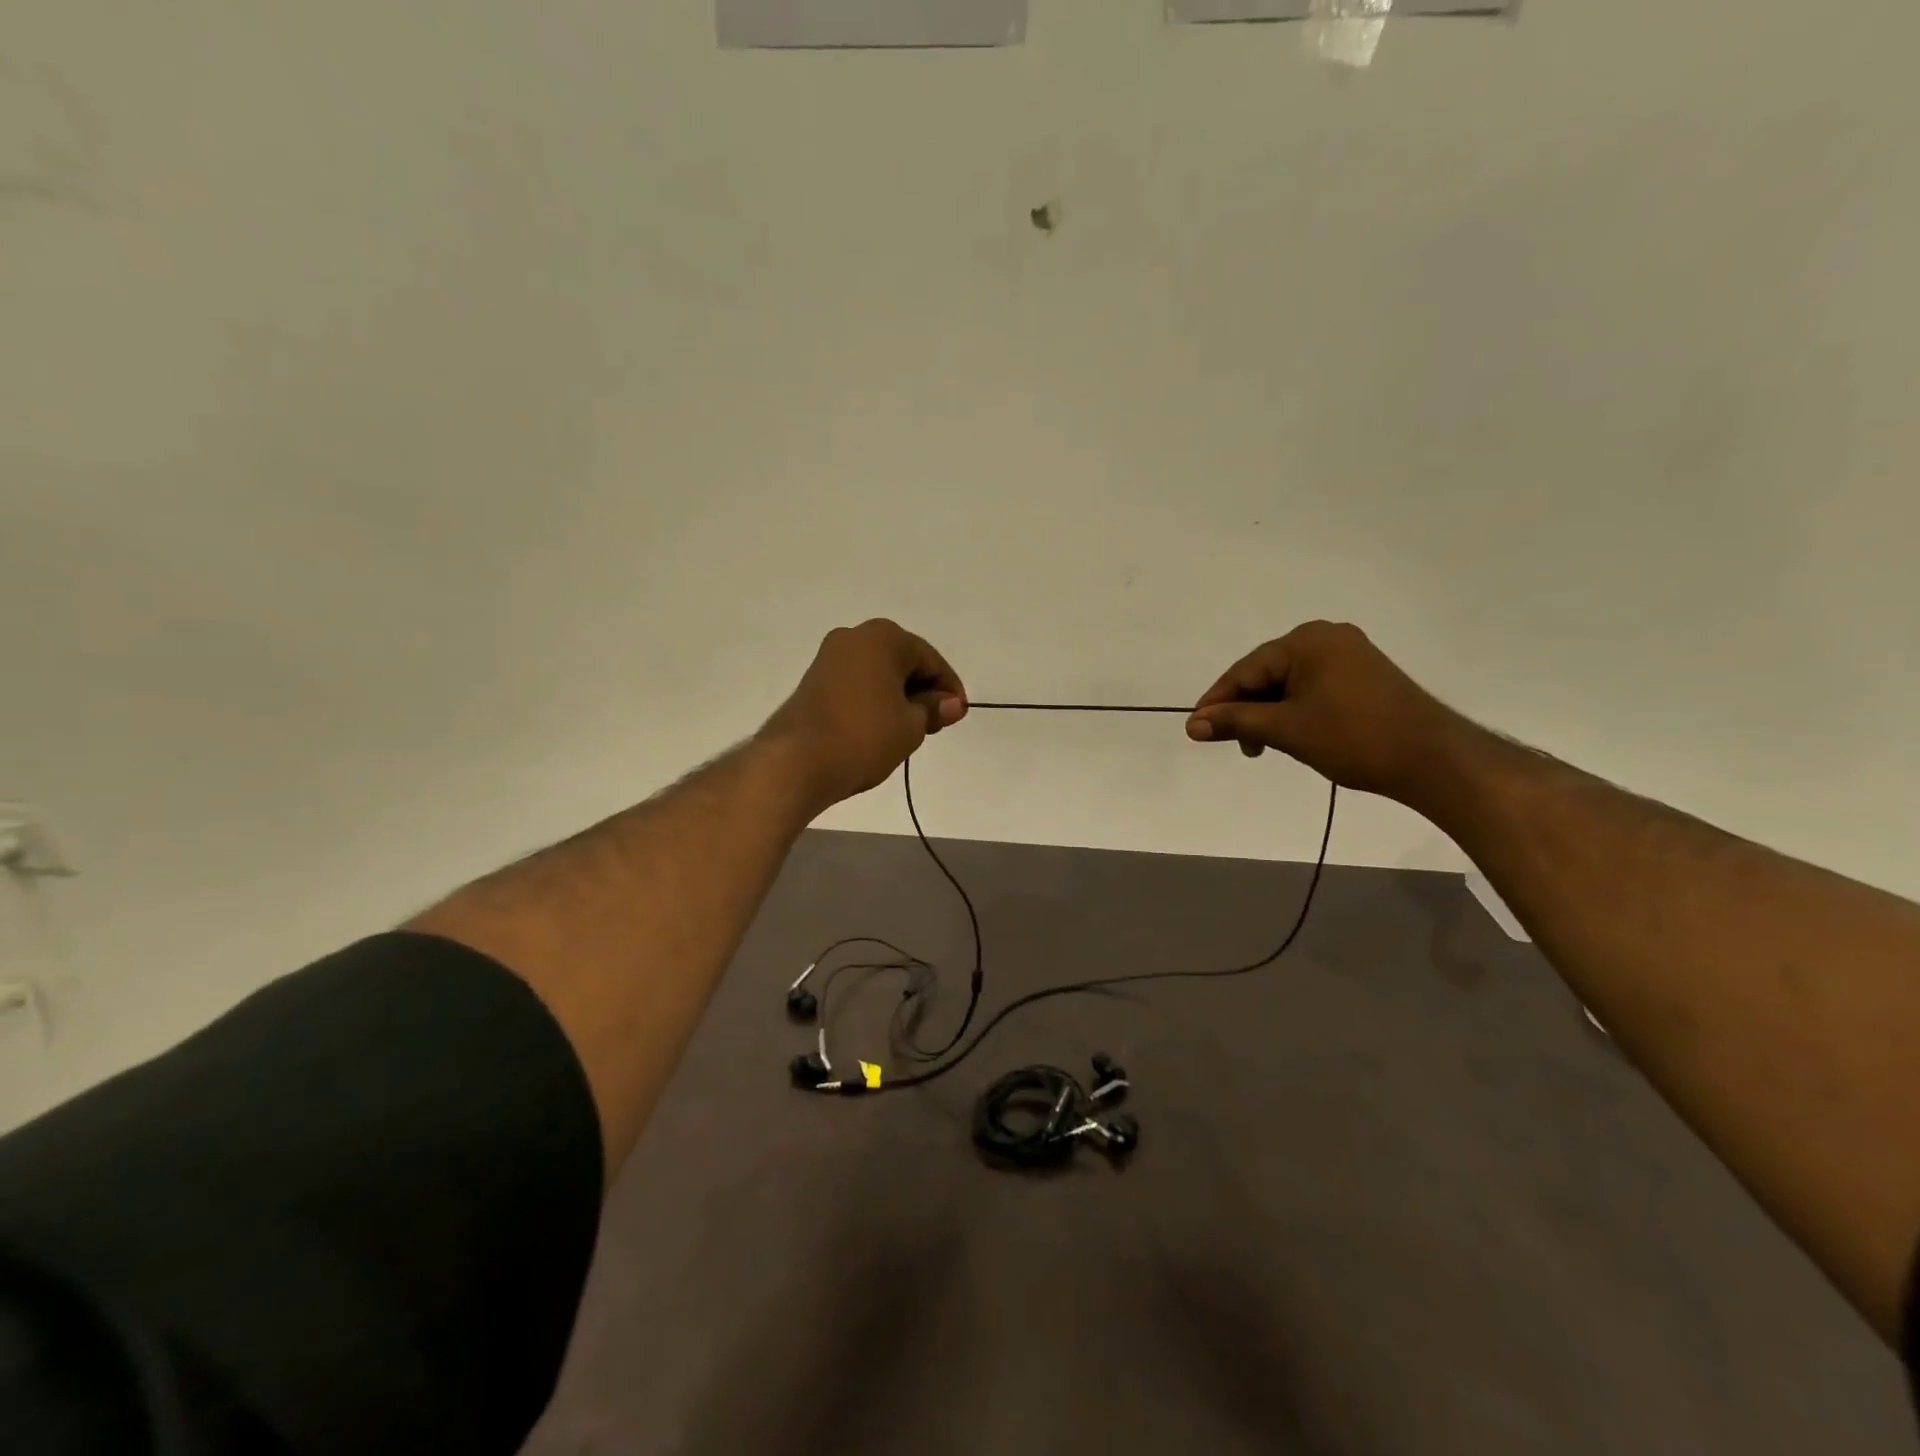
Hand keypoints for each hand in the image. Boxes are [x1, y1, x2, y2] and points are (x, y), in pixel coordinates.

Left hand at [762, 619, 966, 808]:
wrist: (797, 762)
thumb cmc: (864, 737)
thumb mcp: (911, 726)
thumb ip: (933, 709)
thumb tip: (951, 704)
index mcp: (883, 637)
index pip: (930, 660)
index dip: (949, 689)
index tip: (957, 716)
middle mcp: (854, 637)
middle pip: (903, 662)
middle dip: (923, 691)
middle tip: (936, 725)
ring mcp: (829, 657)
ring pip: (879, 673)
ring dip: (898, 697)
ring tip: (909, 731)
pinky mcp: (813, 681)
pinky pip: (857, 684)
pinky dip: (874, 701)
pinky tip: (881, 728)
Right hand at [1186, 621, 1463, 801]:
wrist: (1433, 759)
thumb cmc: (1354, 737)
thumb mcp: (1285, 729)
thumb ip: (1235, 722)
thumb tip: (1192, 725)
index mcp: (1306, 641)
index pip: (1245, 670)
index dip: (1217, 702)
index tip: (1195, 730)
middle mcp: (1326, 637)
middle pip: (1265, 674)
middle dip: (1245, 710)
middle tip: (1235, 745)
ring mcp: (1348, 655)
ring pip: (1288, 684)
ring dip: (1268, 714)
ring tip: (1263, 747)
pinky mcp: (1363, 675)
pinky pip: (1311, 688)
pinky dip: (1293, 711)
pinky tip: (1290, 735)